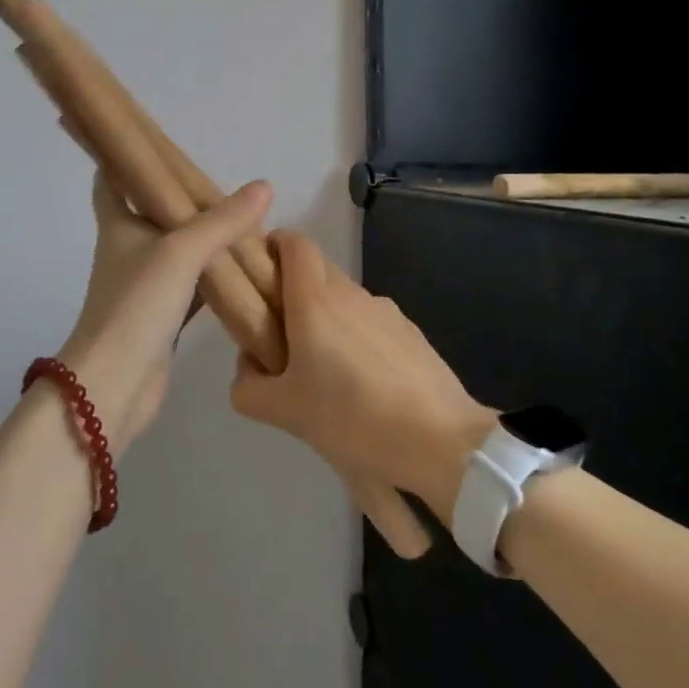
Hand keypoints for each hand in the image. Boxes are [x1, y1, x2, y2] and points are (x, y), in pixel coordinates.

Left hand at [58, 172, 271, 446]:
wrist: (114, 385)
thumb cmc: (136, 305)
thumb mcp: (181, 252)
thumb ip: (223, 221)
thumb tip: (264, 187)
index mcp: (119, 225)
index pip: (111, 179)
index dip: (123, 156)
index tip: (147, 137)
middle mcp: (128, 250)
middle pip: (150, 212)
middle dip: (178, 196)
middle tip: (216, 179)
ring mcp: (145, 285)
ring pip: (177, 250)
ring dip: (202, 236)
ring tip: (240, 218)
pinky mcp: (162, 316)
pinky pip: (193, 285)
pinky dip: (214, 276)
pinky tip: (243, 270)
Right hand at [229, 230, 495, 524]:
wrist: (441, 445)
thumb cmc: (352, 419)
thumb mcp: (285, 412)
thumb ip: (249, 388)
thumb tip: (247, 369)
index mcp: (315, 300)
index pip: (294, 242)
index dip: (274, 245)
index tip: (258, 272)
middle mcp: (351, 294)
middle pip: (316, 269)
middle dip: (293, 289)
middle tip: (279, 333)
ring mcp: (386, 312)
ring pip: (344, 299)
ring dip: (326, 319)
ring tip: (323, 373)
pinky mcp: (411, 334)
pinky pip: (371, 324)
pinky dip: (356, 339)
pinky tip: (362, 388)